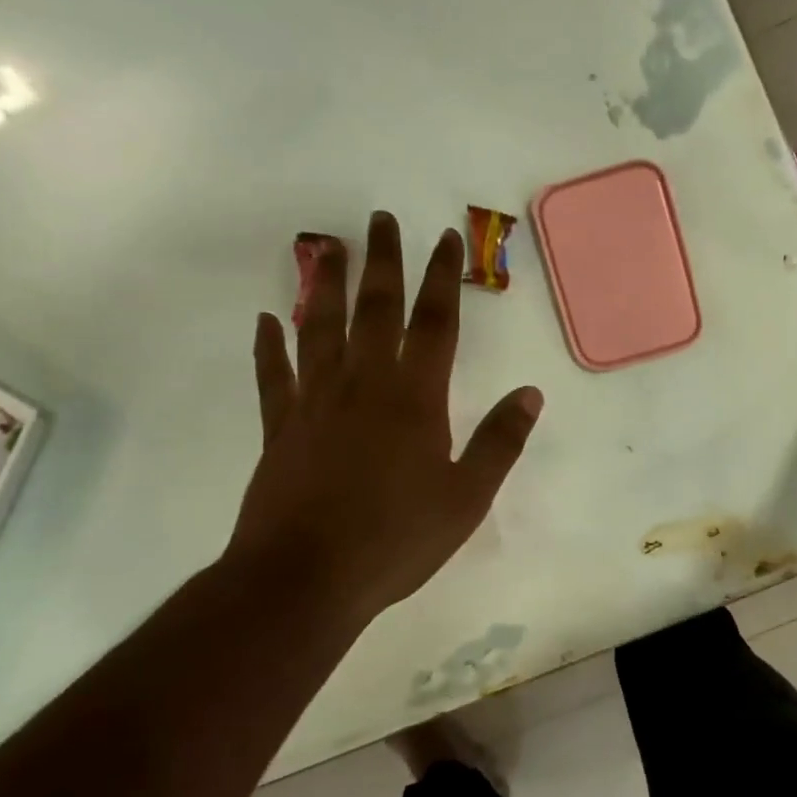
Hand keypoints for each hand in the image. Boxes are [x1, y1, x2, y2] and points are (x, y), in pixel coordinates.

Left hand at [226, 211, 542, 625]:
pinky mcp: (281, 429)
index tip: (447, 237)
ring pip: (321, 329)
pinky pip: (274, 376)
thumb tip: (530, 393)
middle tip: (382, 218)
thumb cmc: (397, 539)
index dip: (444, 277)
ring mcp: (316, 403)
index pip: (435, 323)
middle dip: (385, 262)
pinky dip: (269, 345)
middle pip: (376, 310)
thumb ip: (499, 441)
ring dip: (327, 286)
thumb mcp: (467, 496)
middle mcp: (364, 386)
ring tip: (328, 247)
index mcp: (415, 399)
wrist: (306, 578)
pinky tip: (266, 320)